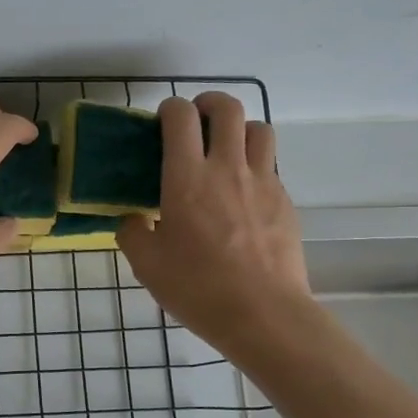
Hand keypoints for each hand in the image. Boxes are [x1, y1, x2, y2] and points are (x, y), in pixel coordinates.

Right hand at [116, 93, 310, 352]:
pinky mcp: (285, 201)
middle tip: (195, 121)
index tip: (161, 123)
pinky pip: (271, 165)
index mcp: (186, 178)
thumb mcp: (146, 264)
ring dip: (238, 129)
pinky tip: (242, 193)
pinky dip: (255, 164)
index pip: (180, 117)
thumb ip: (132, 232)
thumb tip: (133, 219)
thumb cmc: (197, 287)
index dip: (169, 109)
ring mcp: (262, 182)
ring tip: (225, 150)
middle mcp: (227, 168)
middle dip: (208, 103)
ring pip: (258, 129)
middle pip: (226, 108)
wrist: (263, 314)